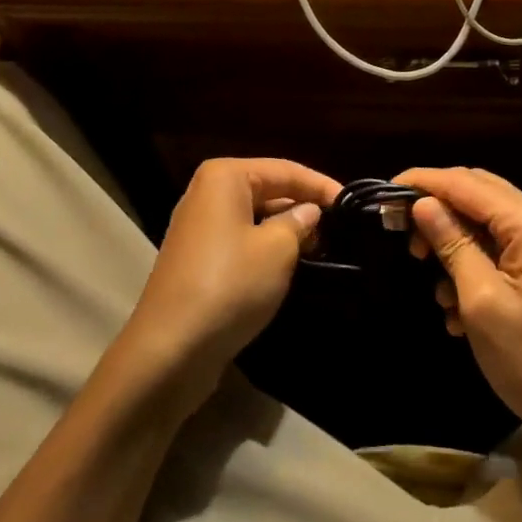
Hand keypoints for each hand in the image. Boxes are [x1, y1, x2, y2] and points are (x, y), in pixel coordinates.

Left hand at [121, 158, 340, 408]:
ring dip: (286, 230)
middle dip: (303, 207)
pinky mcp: (197, 259)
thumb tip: (310, 211)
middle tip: (340, 228)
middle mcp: (208, 193)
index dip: (321, 185)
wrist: (170, 350)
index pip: (285, 170)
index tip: (352, 202)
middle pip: (268, 190)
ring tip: (323, 247)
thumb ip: (299, 223)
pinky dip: (266, 248)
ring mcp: (199, 227)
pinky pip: (241, 241)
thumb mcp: (277, 250)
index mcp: (225, 177)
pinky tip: (290, 266)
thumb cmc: (229, 285)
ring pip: (255, 217)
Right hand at [398, 167, 521, 458]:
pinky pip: (500, 249)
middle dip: (436, 209)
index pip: (464, 183)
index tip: (382, 195)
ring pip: (486, 221)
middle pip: (476, 192)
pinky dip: (473, 265)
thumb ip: (452, 245)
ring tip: (435, 288)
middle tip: (402, 238)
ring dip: (454, 243)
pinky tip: (458, 308)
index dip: (421, 183)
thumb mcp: (483, 304)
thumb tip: (422, 203)